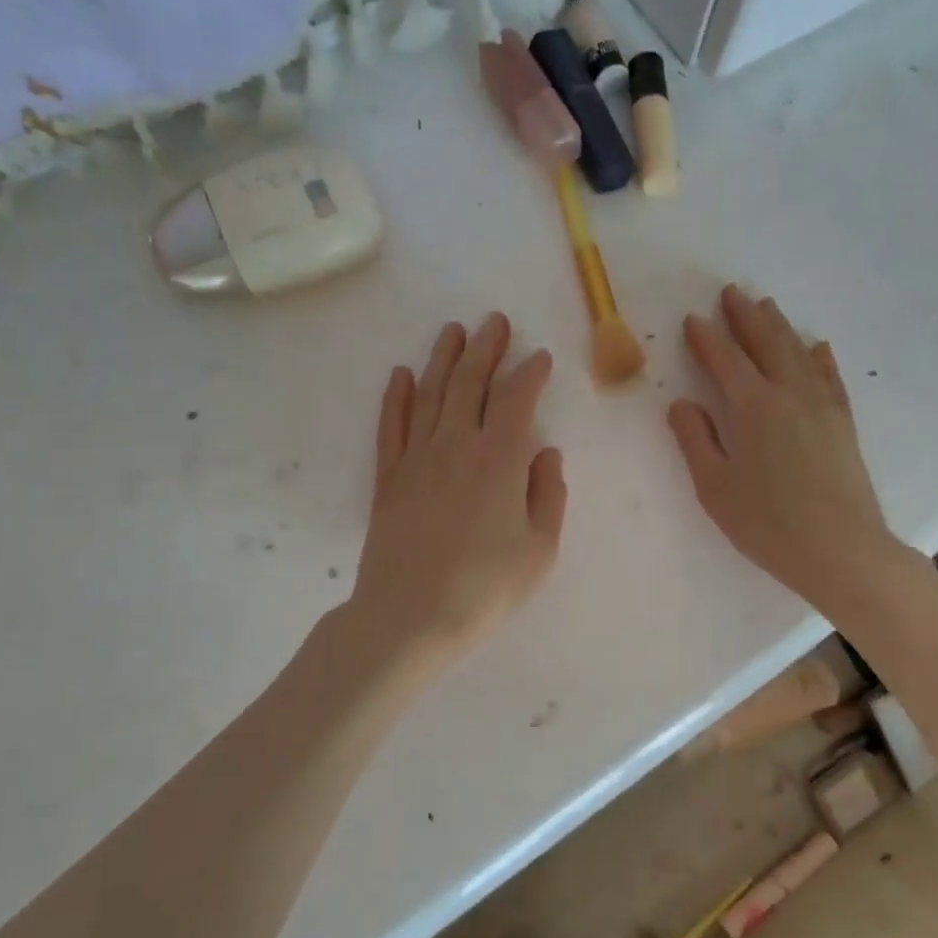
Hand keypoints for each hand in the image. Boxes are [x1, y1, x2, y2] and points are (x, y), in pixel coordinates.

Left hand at [350, 313, 566, 672]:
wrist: (410, 616)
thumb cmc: (485, 587)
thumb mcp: (540, 549)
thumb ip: (548, 495)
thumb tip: (546, 453)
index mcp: (500, 460)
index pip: (517, 400)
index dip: (530, 373)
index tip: (539, 357)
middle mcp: (457, 445)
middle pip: (470, 383)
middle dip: (486, 348)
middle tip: (495, 322)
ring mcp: (416, 457)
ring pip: (430, 393)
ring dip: (443, 359)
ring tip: (453, 331)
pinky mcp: (388, 477)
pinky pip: (392, 424)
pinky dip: (397, 396)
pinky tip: (402, 374)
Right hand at [668, 286, 890, 609]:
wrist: (839, 548)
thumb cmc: (766, 523)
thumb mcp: (714, 486)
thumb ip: (695, 440)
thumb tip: (682, 403)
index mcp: (752, 407)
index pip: (724, 360)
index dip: (707, 338)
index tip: (693, 319)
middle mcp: (789, 393)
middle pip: (765, 342)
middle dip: (745, 316)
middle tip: (731, 293)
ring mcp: (821, 405)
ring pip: (798, 352)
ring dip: (779, 326)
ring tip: (766, 307)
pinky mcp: (843, 422)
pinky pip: (829, 376)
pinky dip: (819, 356)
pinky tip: (816, 347)